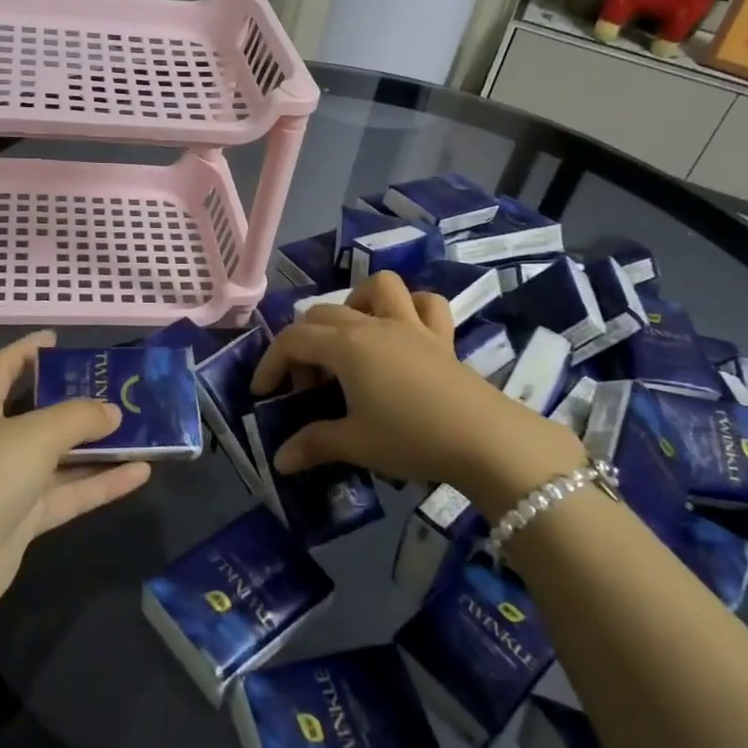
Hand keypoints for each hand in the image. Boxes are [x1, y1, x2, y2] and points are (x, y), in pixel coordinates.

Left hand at [0, 332, 150, 620]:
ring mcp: (6, 485)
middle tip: (115, 388)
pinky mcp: (22, 522)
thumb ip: (78, 417)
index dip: (26, 350)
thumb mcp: (34, 434)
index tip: (57, 339)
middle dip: (74, 401)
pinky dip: (101, 484)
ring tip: (142, 430)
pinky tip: (141, 474)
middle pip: (37, 414)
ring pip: (59, 458)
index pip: (1, 368)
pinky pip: (68, 495)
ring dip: (97, 447)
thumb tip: (113, 411)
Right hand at [250, 272, 587, 508]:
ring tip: (351, 340)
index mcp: (346, 346)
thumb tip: (280, 460)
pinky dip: (410, 308)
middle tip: (308, 387)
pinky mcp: (442, 337)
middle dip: (304, 344)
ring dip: (356, 304)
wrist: (484, 439)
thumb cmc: (410, 437)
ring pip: (379, 288)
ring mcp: (411, 326)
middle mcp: (374, 325)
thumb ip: (313, 445)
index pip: (294, 340)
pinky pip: (426, 305)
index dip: (270, 363)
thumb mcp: (355, 444)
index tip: (263, 393)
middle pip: (324, 314)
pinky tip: (402, 332)